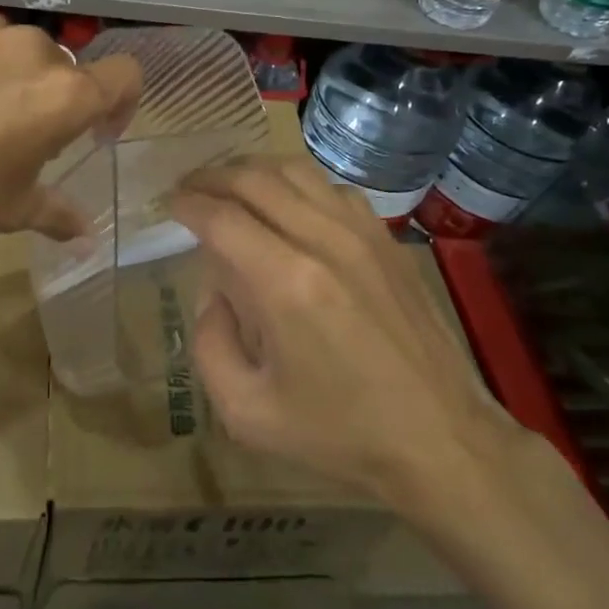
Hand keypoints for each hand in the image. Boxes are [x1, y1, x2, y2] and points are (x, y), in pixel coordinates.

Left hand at [0, 13, 140, 244]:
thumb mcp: (10, 211)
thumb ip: (59, 215)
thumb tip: (87, 235)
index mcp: (66, 96)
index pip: (125, 76)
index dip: (122, 103)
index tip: (96, 132)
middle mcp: (36, 50)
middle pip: (66, 69)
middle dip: (54, 100)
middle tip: (19, 138)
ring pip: (19, 52)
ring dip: (14, 78)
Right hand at [170, 157, 525, 514]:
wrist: (440, 437)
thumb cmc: (339, 433)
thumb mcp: (247, 412)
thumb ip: (210, 344)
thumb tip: (212, 294)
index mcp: (286, 284)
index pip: (221, 217)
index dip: (186, 204)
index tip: (168, 204)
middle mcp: (323, 241)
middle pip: (255, 179)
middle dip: (211, 177)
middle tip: (188, 188)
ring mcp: (362, 234)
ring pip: (296, 171)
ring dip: (253, 171)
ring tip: (229, 187)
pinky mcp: (387, 239)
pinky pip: (333, 189)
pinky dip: (298, 184)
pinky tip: (288, 205)